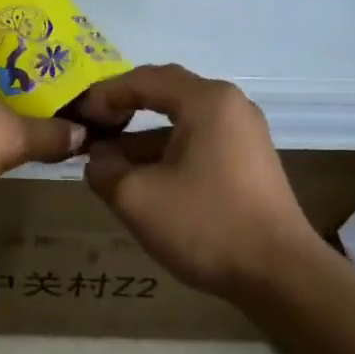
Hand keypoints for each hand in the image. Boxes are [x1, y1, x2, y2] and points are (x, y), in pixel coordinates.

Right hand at [78, 64, 319, 298]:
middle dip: (122, 113)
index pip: (144, 79)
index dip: (104, 95)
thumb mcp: (137, 198)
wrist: (279, 274)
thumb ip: (104, 169)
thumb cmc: (205, 224)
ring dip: (141, 140)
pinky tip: (141, 182)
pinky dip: (166, 156)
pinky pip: (198, 146)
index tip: (76, 117)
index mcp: (207, 101)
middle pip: (166, 96)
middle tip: (88, 132)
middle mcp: (230, 107)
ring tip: (105, 165)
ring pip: (181, 125)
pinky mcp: (248, 165)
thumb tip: (97, 158)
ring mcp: (244, 136)